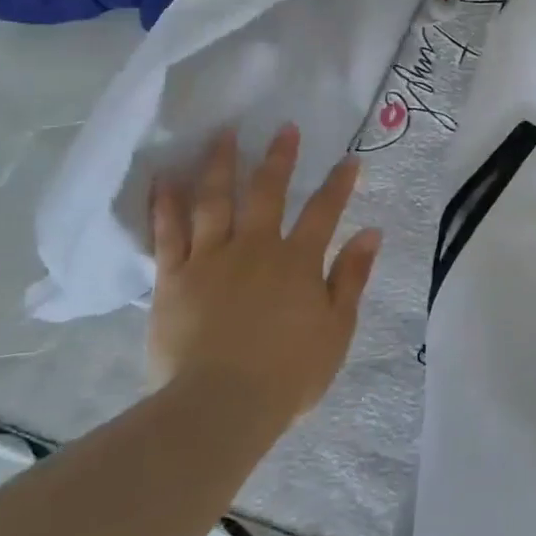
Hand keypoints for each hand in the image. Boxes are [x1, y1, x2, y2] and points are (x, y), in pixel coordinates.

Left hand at [148, 126, 380, 427]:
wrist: (220, 407)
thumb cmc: (288, 373)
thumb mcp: (337, 328)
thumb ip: (352, 276)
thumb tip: (371, 232)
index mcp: (298, 261)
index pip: (324, 211)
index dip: (339, 184)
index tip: (349, 159)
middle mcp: (255, 248)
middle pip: (267, 193)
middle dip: (279, 158)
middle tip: (284, 128)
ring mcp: (210, 260)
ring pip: (215, 201)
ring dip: (220, 165)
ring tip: (222, 135)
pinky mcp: (173, 279)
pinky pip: (167, 234)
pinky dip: (165, 204)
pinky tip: (164, 178)